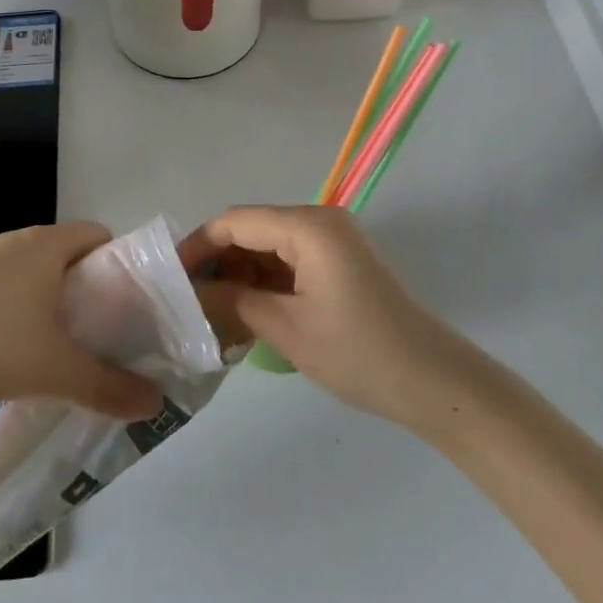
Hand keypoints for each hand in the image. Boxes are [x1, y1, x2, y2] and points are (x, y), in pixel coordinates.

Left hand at [0, 222, 164, 420]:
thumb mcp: (53, 370)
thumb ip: (107, 386)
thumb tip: (157, 403)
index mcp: (47, 244)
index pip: (101, 235)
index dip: (121, 266)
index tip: (128, 306)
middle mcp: (18, 240)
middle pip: (70, 256)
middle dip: (90, 292)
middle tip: (101, 336)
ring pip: (35, 274)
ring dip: (53, 304)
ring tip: (60, 349)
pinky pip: (5, 287)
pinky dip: (19, 311)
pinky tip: (11, 352)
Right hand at [187, 205, 469, 425]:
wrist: (433, 381)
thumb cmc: (357, 352)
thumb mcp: (286, 328)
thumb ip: (232, 302)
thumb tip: (189, 293)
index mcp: (307, 226)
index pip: (235, 222)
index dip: (198, 246)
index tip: (169, 278)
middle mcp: (319, 221)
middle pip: (251, 230)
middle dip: (218, 263)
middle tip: (187, 301)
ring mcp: (332, 241)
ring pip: (268, 247)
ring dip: (240, 276)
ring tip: (211, 313)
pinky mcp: (340, 263)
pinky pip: (290, 262)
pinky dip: (265, 283)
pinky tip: (244, 313)